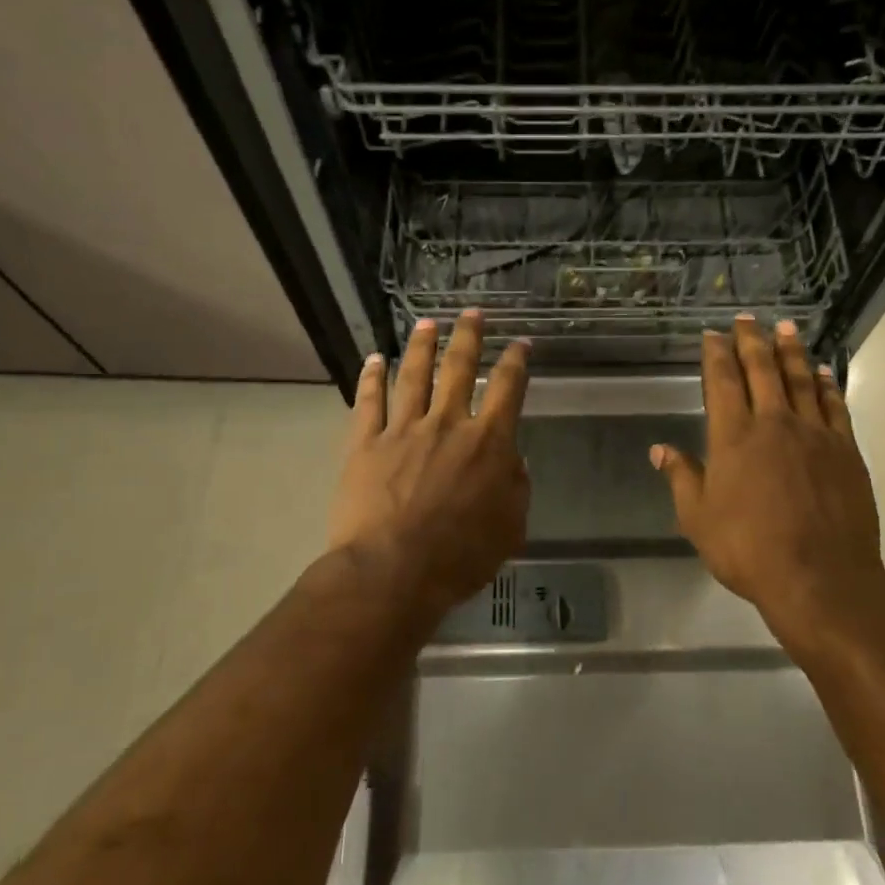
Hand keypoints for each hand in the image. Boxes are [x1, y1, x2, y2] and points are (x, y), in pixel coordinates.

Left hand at [327, 311, 530, 621]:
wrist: (392, 571)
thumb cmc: (460, 556)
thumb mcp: (510, 528)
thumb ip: (516, 488)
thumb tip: (513, 460)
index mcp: (488, 443)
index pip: (508, 389)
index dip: (516, 361)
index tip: (520, 343)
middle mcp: (447, 424)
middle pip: (459, 368)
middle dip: (468, 336)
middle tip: (471, 313)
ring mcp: (402, 430)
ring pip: (413, 376)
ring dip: (421, 347)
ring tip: (426, 323)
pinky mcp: (365, 443)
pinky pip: (368, 402)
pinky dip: (371, 378)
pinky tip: (373, 359)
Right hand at [653, 317, 884, 656]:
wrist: (820, 578)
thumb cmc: (749, 550)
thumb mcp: (699, 519)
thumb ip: (682, 478)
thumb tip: (660, 449)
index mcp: (734, 437)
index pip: (723, 382)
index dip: (716, 354)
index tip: (713, 334)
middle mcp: (774, 424)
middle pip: (762, 370)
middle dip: (752, 341)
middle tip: (747, 319)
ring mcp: (815, 434)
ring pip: (801, 379)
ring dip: (791, 351)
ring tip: (785, 327)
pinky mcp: (845, 450)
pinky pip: (834, 406)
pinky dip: (826, 384)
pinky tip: (822, 372)